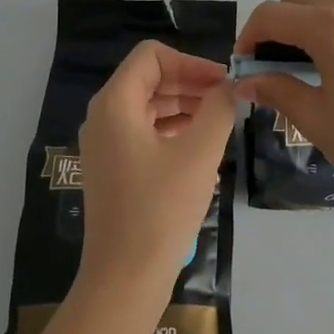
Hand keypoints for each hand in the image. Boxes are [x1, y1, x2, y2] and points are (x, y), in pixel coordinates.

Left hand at [74, 41, 235, 292]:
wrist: (125, 278)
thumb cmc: (161, 208)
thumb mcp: (199, 153)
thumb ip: (219, 109)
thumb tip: (230, 86)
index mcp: (115, 103)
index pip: (152, 56)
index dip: (190, 62)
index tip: (223, 82)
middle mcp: (103, 116)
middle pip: (149, 78)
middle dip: (190, 82)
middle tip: (229, 98)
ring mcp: (104, 144)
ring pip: (147, 105)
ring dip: (184, 104)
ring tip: (221, 118)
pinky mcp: (112, 168)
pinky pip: (143, 131)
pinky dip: (172, 128)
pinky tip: (200, 143)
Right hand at [231, 0, 333, 200]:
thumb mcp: (314, 118)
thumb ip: (276, 89)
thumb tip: (244, 81)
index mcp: (326, 29)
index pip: (271, 16)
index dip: (249, 36)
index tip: (247, 64)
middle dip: (279, 21)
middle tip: (277, 60)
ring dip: (315, 12)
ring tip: (313, 48)